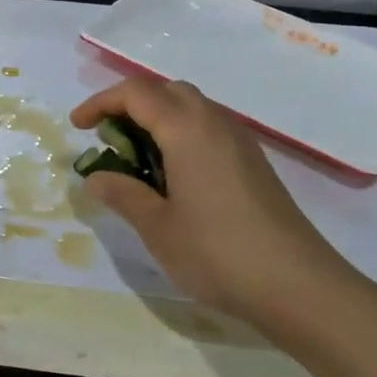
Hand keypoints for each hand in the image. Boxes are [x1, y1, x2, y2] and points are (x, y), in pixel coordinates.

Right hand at [70, 78, 354, 325]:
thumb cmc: (217, 253)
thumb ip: (123, 193)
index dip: (100, 103)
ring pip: (191, 107)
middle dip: (130, 104)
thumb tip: (95, 178)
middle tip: (108, 138)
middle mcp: (215, 123)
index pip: (135, 93)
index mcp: (187, 130)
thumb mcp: (157, 227)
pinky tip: (173, 176)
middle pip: (166, 91)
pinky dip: (181, 135)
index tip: (78, 128)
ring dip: (157, 119)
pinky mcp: (254, 163)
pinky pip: (209, 129)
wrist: (298, 286)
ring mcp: (240, 142)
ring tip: (136, 158)